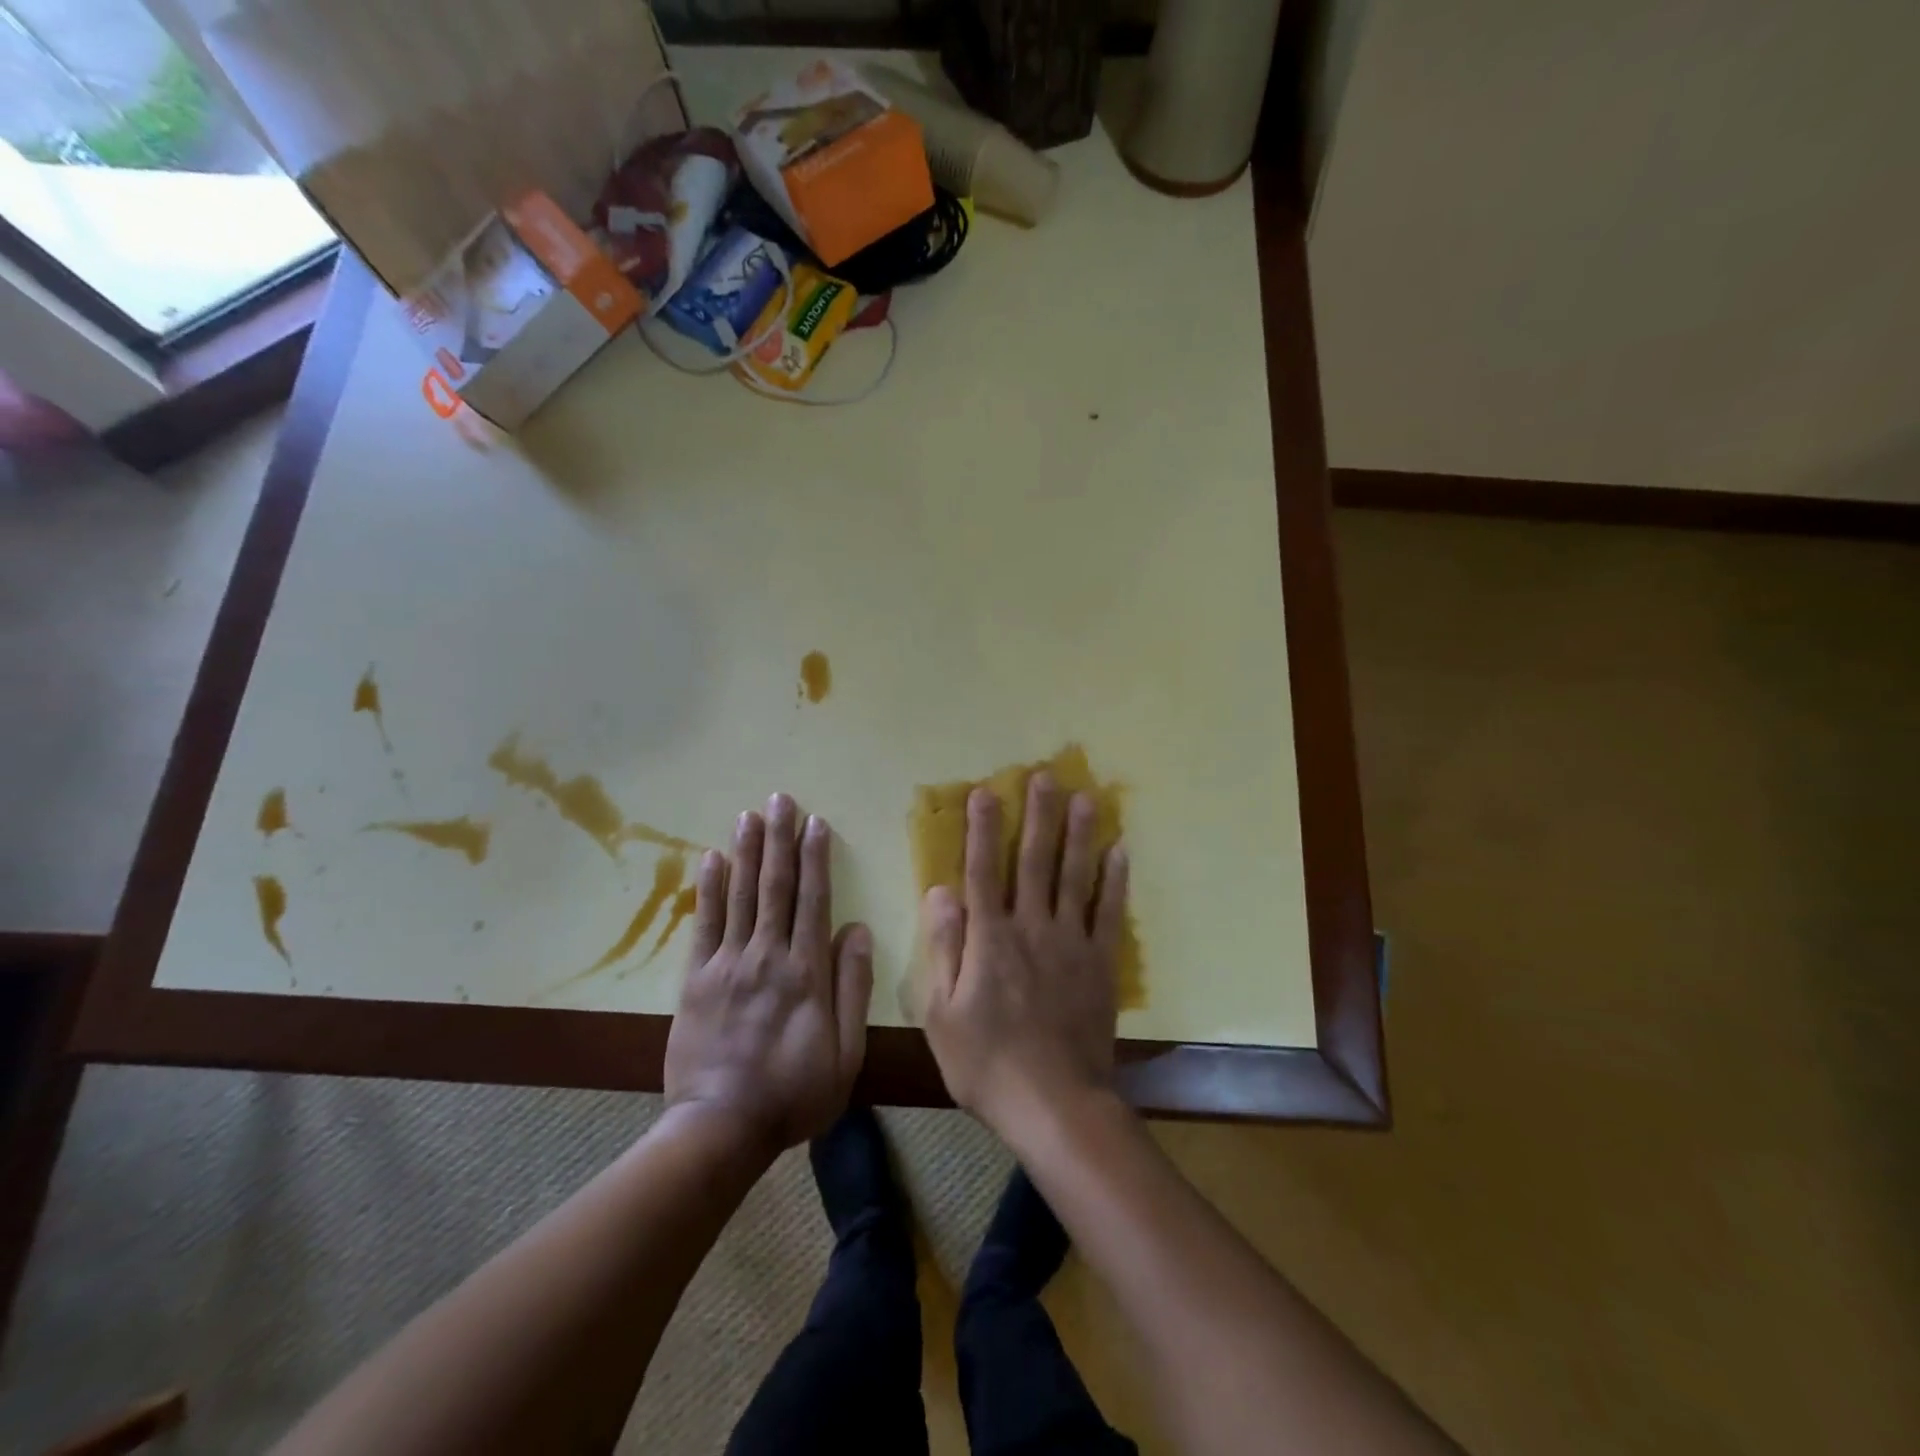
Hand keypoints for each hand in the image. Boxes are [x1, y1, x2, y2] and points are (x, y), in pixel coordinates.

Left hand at [665, 795, 873, 1155]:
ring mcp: (728, 965)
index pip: (814, 901)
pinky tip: (711, 860)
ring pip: (740, 896)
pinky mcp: (696, 980)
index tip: (816, 822)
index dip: (816, 858)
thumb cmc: (794, 1092)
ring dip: (746, 852)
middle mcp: (767, 956)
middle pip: (776, 887)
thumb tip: (856, 929)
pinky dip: (709, 890)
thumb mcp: (845, 1052)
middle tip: (782, 799)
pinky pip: (705, 925)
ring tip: (750, 814)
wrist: (721, 1128)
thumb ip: (852, 987)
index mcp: (806, 972)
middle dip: (780, 840)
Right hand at [921, 772, 1130, 1136]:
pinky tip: (1120, 851)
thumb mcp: (942, 1013)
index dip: (983, 829)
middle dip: (1039, 816)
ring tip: (1087, 797)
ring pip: (1075, 877)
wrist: (1055, 1104)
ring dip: (1080, 834)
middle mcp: (1032, 928)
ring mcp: (1071, 943)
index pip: (983, 871)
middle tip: (1046, 776)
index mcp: (990, 939)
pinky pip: (1109, 914)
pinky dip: (1114, 881)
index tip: (986, 791)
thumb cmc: (987, 1062)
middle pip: (1035, 861)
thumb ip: (944, 947)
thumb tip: (940, 891)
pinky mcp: (1100, 964)